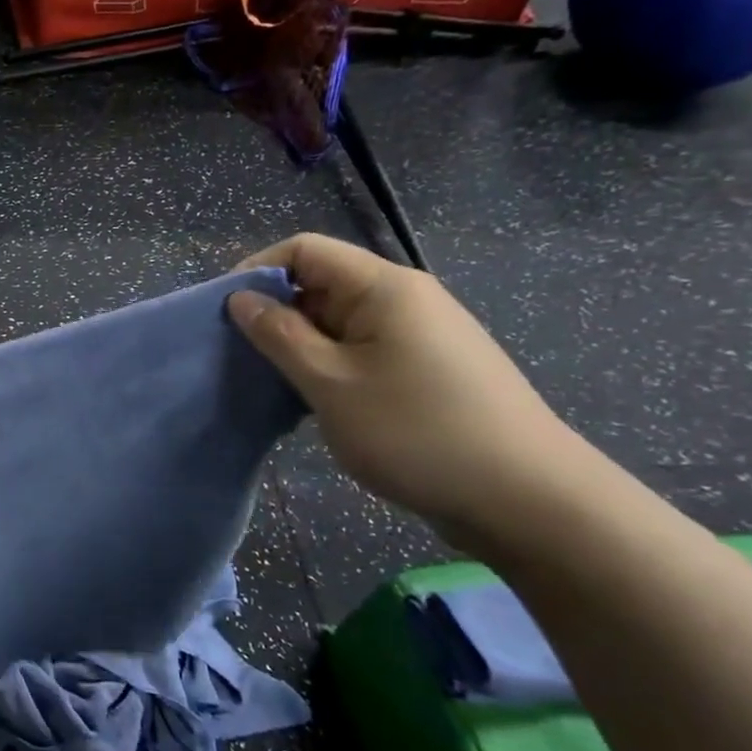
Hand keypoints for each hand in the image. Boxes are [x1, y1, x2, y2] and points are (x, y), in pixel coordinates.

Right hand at [227, 234, 583, 537]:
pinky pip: (360, 350)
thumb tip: (241, 299)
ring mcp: (420, 335)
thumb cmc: (416, 431)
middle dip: (274, 313)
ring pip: (338, 322)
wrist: (527, 500)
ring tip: (272, 384)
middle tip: (240, 357)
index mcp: (384, 288)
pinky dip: (327, 366)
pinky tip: (314, 402)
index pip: (305, 250)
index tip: (223, 314)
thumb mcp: (329, 382)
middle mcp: (405, 299)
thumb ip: (278, 335)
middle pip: (321, 283)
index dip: (257, 270)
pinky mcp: (426, 369)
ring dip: (298, 345)